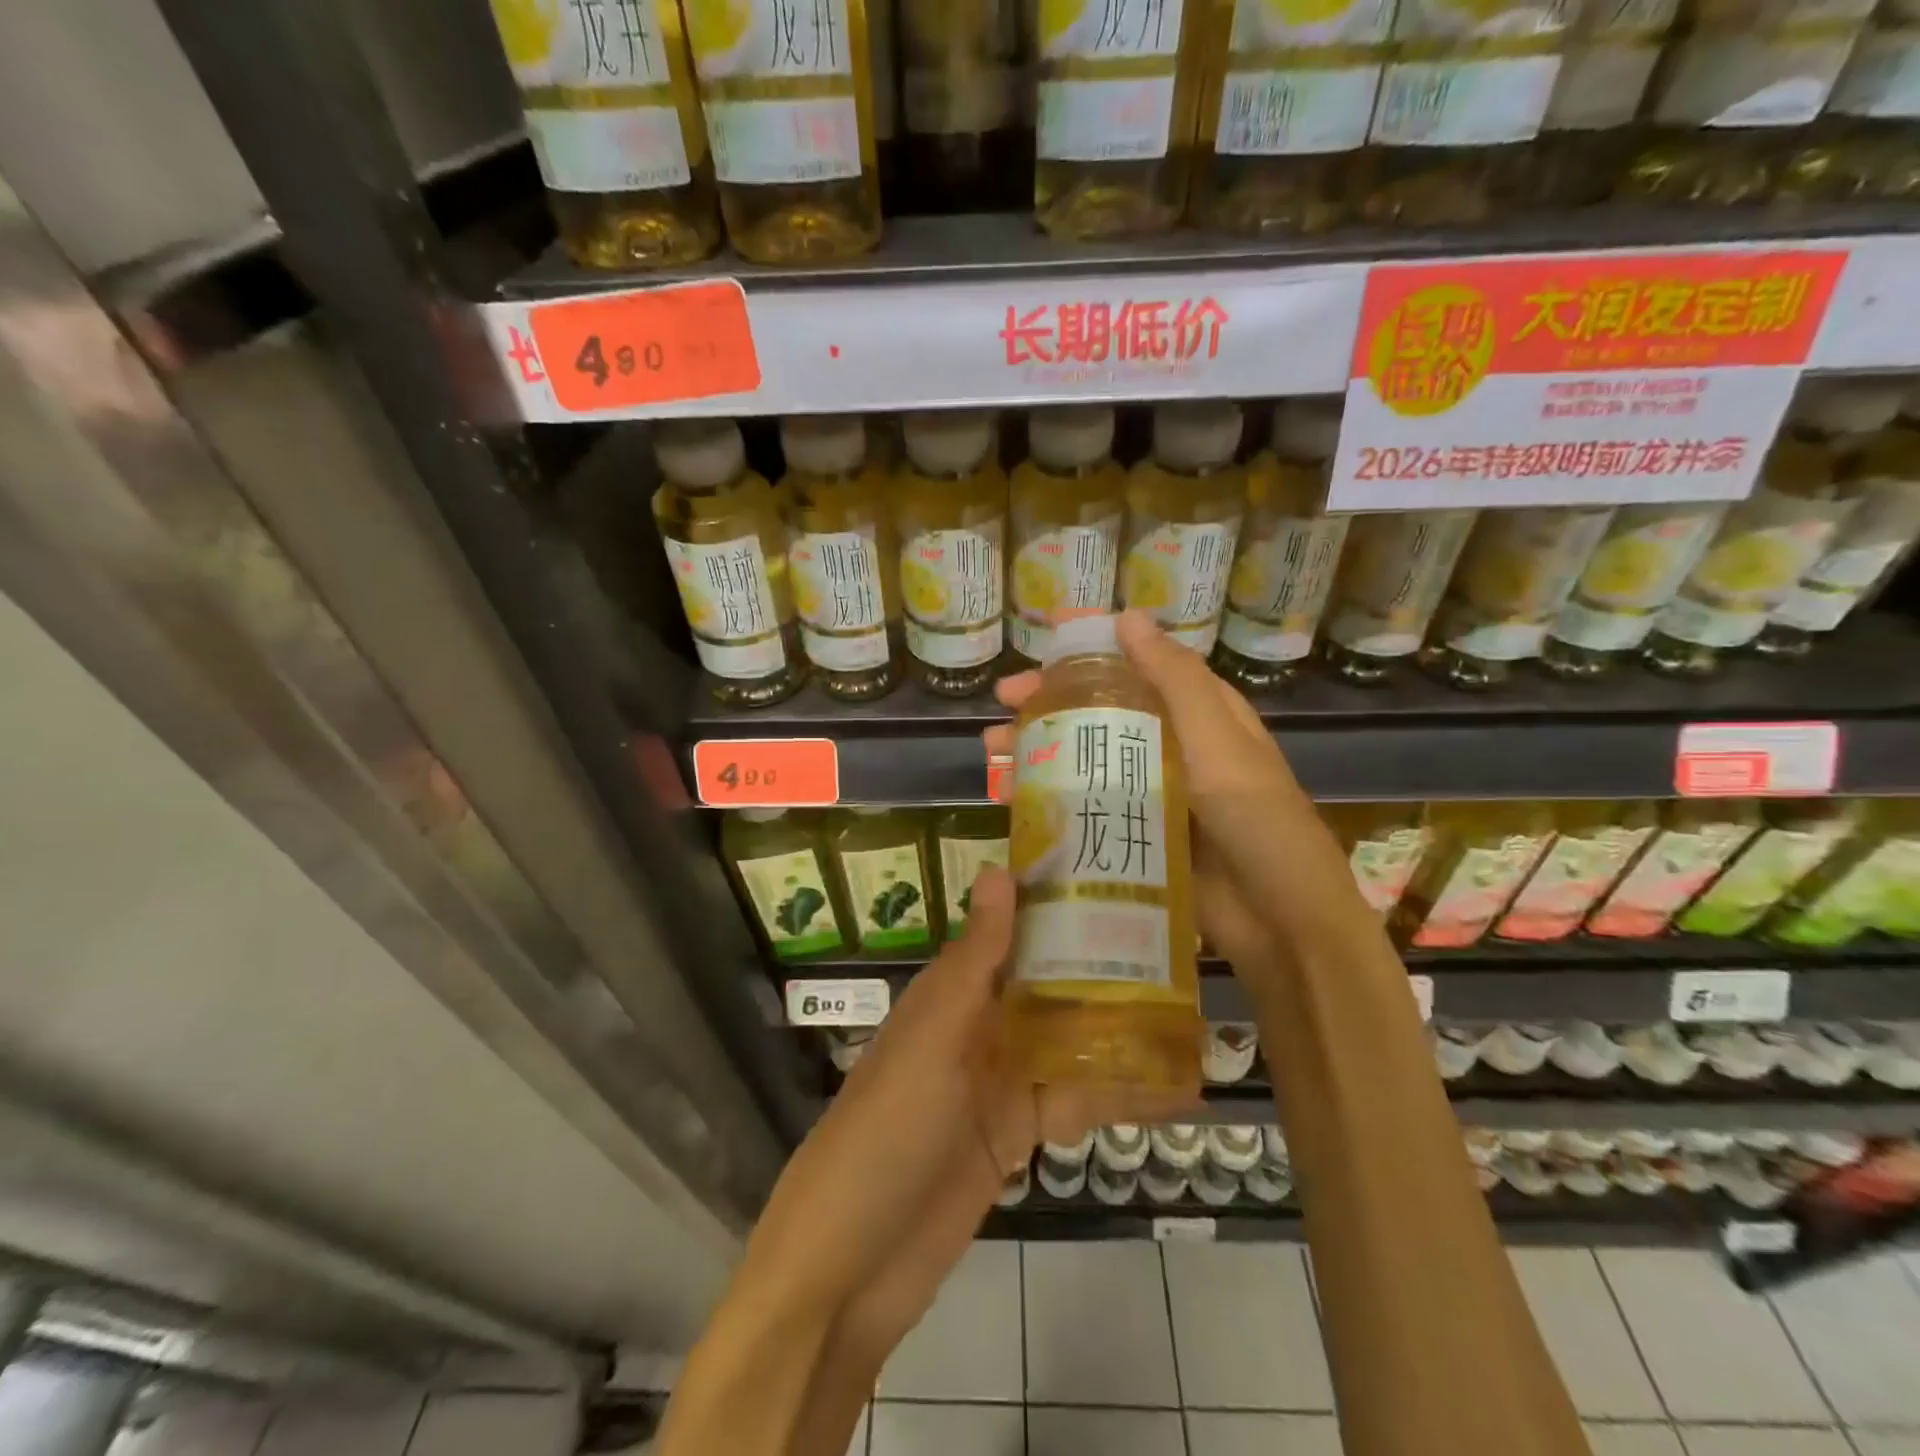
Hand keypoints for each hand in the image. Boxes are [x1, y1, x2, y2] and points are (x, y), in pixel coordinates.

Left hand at [741, 864, 1199, 1338]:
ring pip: (1069, 1042)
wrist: (851, 1264)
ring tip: (1197, 1013)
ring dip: (1124, 1033)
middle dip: (1107, 968)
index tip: (1121, 877)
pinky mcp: (1016, 1136)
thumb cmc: (889, 1128)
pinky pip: (1075, 1103)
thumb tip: (1000, 869)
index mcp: (953, 991)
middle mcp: (978, 1026)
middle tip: (1183, 946)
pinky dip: (1120, 1097)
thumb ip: (976, 960)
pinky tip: (1178, 1093)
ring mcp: (998, 1082)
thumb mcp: (934, 1036)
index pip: (1013, 933)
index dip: (1060, 905)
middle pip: (1049, 986)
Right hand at [985, 611, 1335, 970]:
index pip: (1136, 666)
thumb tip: (1128, 618)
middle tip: (1004, 699)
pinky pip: (1082, 807)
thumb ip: (1174, 679)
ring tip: (992, 750)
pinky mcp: (1130, 833)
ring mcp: (1147, 792)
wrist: (1277, 916)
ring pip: (1082, 758)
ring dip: (1038, 749)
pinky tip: (1009, 798)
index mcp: (1195, 714)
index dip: (1090, 649)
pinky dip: (1046, 797)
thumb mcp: (1217, 737)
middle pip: (1099, 711)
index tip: (1043, 639)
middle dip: (1049, 701)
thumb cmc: (1253, 814)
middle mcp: (1169, 747)